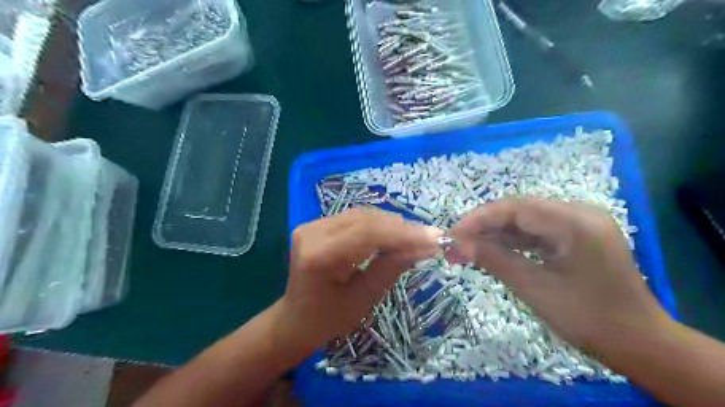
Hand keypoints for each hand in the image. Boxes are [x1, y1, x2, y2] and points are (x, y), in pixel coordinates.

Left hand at [278, 208, 441, 351]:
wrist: (296, 319)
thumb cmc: (329, 319)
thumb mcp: (365, 298)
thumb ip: (392, 267)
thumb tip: (425, 245)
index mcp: (318, 256)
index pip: (367, 233)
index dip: (403, 233)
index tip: (434, 237)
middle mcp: (312, 233)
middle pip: (365, 220)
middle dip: (401, 228)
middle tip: (429, 238)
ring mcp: (312, 225)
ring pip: (362, 216)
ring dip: (391, 225)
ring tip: (416, 237)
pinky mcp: (317, 225)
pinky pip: (354, 219)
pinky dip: (377, 226)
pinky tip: (394, 234)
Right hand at [451, 198, 669, 352]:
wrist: (640, 345)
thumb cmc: (589, 318)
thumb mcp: (534, 287)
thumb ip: (493, 259)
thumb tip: (456, 244)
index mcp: (575, 221)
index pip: (515, 207)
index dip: (478, 218)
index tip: (451, 234)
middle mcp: (578, 213)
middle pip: (519, 210)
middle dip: (484, 226)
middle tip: (456, 243)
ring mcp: (578, 225)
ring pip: (525, 221)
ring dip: (495, 234)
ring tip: (467, 248)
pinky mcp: (575, 237)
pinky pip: (536, 233)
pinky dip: (512, 242)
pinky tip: (492, 251)